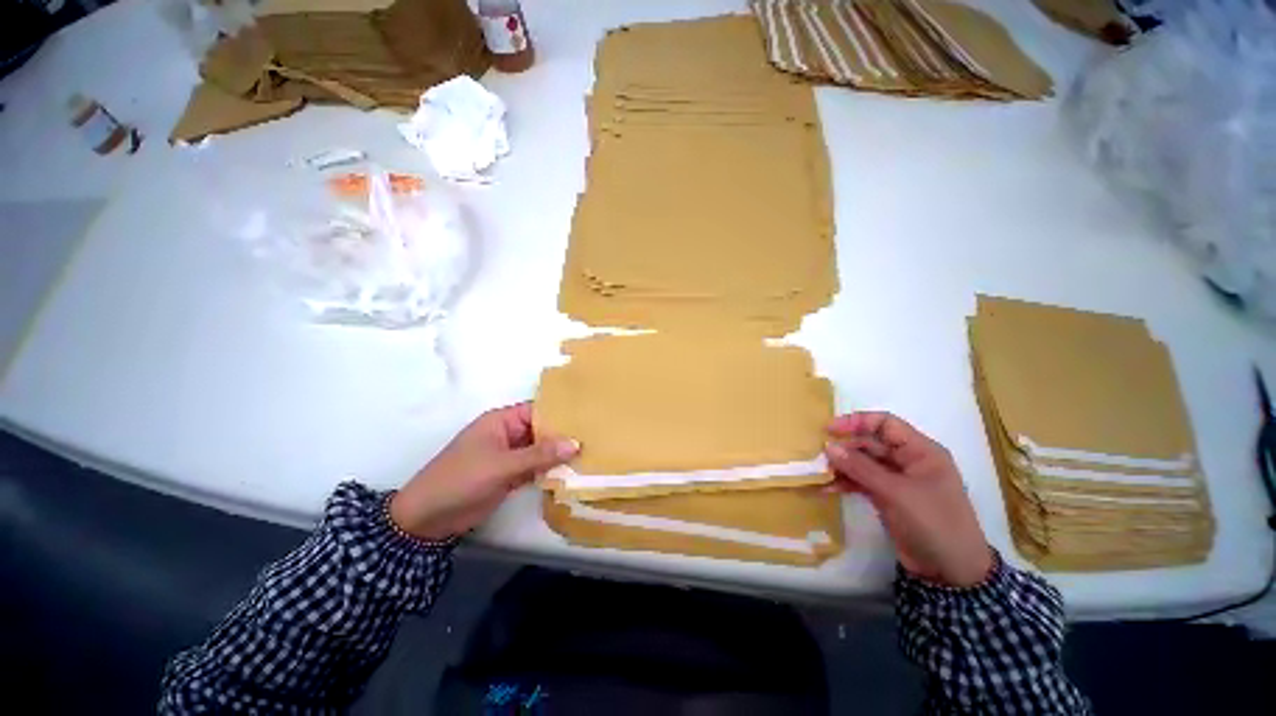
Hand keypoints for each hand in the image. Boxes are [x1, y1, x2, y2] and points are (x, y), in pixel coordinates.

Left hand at [390, 402, 578, 540]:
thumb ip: (539, 454)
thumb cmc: (461, 480)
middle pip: (542, 430)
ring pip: (541, 450)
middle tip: (596, 437)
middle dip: (564, 435)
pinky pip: (536, 468)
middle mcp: (509, 434)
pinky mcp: (511, 475)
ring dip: (559, 454)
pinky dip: (551, 470)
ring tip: (592, 453)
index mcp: (502, 421)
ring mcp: (510, 456)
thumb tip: (575, 443)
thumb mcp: (502, 465)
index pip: (538, 410)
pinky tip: (573, 472)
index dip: (562, 412)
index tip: (589, 417)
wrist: (428, 519)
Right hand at [824, 411, 992, 587]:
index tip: (830, 429)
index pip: (885, 423)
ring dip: (842, 465)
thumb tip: (828, 446)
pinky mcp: (887, 496)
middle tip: (820, 455)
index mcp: (921, 451)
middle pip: (870, 442)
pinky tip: (827, 488)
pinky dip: (846, 482)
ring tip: (820, 472)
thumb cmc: (934, 523)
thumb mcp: (897, 493)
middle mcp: (908, 460)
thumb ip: (861, 468)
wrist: (950, 572)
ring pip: (863, 462)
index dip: (857, 421)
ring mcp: (897, 479)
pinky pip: (861, 481)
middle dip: (845, 447)